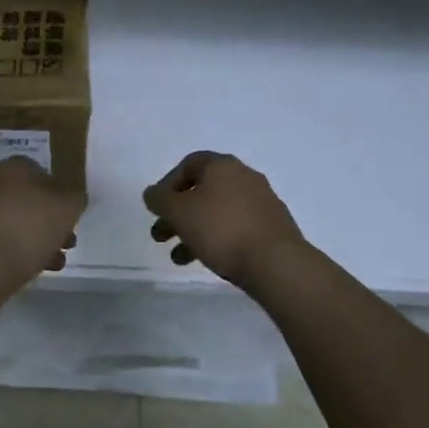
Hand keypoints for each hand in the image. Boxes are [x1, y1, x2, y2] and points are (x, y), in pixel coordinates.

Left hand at [0, 157, 84, 287]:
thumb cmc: (29, 225)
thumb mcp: (69, 207)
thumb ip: (75, 198)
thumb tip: (71, 198)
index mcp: (15, 168)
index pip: (43, 174)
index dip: (60, 196)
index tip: (71, 217)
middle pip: (30, 202)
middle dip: (51, 223)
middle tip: (68, 242)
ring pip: (17, 224)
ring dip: (38, 241)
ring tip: (57, 262)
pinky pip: (1, 244)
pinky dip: (18, 254)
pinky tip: (34, 271)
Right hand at [144, 151, 309, 290]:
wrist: (277, 263)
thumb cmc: (222, 230)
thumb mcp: (180, 213)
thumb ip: (160, 200)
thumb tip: (152, 193)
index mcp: (222, 165)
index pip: (189, 164)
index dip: (168, 184)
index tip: (158, 207)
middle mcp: (244, 176)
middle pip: (202, 190)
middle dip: (178, 213)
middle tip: (160, 235)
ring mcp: (262, 202)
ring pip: (218, 211)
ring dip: (194, 230)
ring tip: (179, 258)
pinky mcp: (272, 227)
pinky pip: (236, 227)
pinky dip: (218, 238)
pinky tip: (209, 259)